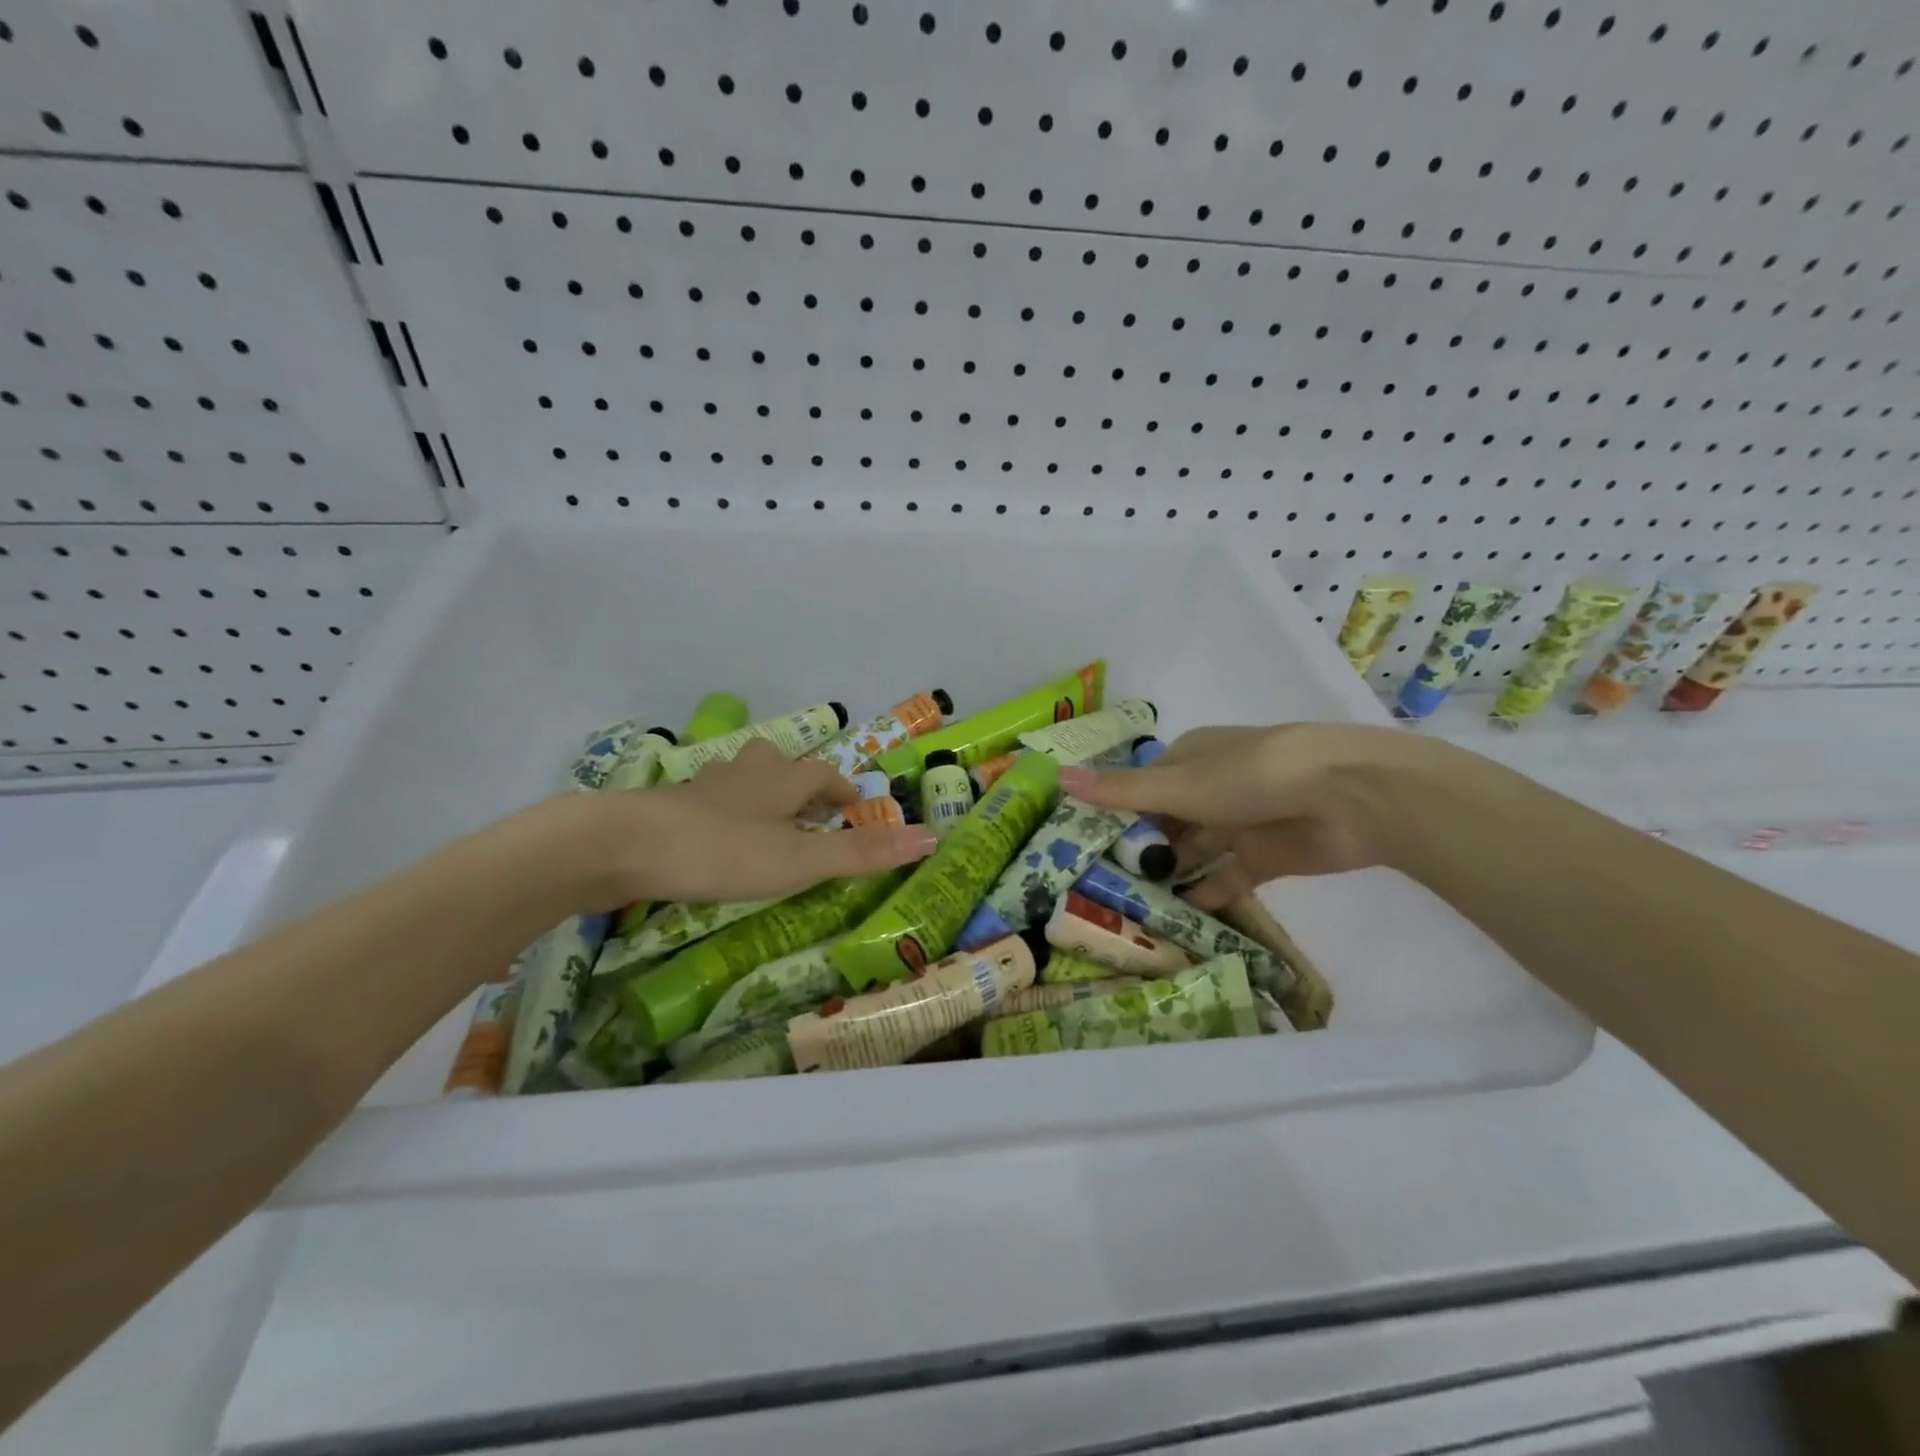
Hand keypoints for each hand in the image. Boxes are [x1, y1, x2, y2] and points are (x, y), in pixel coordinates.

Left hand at [530, 740, 936, 911]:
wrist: (624, 845)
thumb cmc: (723, 850)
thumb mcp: (800, 859)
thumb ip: (862, 853)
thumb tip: (932, 837)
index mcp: (781, 781)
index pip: (822, 774)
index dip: (842, 789)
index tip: (855, 808)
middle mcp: (744, 775)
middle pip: (778, 763)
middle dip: (799, 781)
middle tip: (810, 809)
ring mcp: (702, 788)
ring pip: (739, 776)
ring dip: (758, 790)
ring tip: (766, 818)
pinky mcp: (668, 807)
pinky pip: (706, 799)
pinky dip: (721, 810)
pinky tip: (714, 834)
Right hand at [1058, 723, 1420, 908]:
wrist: (1349, 797)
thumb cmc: (1251, 777)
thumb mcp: (1178, 785)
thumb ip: (1120, 790)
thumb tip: (1056, 776)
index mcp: (1189, 758)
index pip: (1141, 785)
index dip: (1113, 812)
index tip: (1083, 845)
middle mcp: (1212, 787)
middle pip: (1166, 821)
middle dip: (1140, 849)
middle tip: (1101, 886)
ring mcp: (1241, 821)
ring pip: (1195, 850)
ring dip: (1171, 873)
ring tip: (1132, 907)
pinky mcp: (1267, 855)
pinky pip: (1227, 877)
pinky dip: (1206, 892)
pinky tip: (1180, 914)